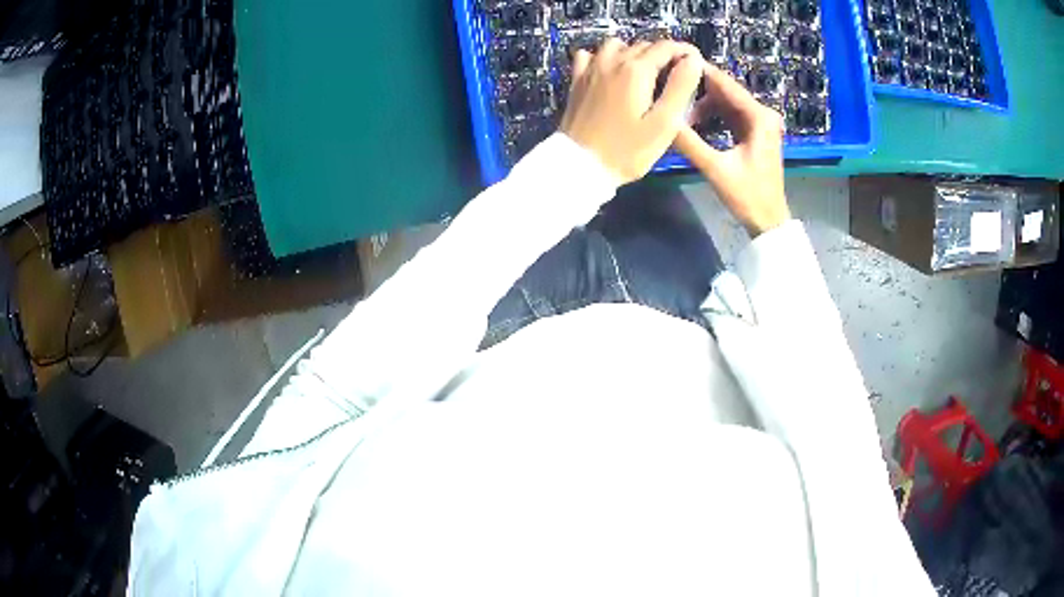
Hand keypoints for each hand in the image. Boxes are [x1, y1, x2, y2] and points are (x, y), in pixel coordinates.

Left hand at [560, 39, 703, 184]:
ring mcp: (591, 69)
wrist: (580, 164)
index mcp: (636, 70)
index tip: (696, 63)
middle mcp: (612, 61)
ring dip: (635, 53)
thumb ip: (680, 88)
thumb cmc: (627, 150)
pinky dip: (605, 57)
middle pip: (644, 45)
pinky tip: (611, 73)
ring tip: (646, 74)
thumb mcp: (664, 123)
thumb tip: (692, 61)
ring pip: (617, 45)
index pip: (666, 47)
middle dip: (664, 55)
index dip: (685, 52)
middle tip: (676, 76)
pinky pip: (590, 55)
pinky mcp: (577, 80)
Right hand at [673, 63, 789, 236]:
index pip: (724, 84)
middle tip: (667, 88)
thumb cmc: (748, 196)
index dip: (698, 72)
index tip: (671, 63)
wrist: (769, 221)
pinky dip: (712, 117)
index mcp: (759, 116)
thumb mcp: (716, 169)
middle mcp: (762, 113)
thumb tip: (661, 120)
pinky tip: (694, 125)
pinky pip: (729, 115)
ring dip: (702, 106)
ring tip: (678, 113)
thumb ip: (689, 143)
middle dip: (697, 90)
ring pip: (725, 103)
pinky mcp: (755, 133)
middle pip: (724, 91)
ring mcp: (760, 123)